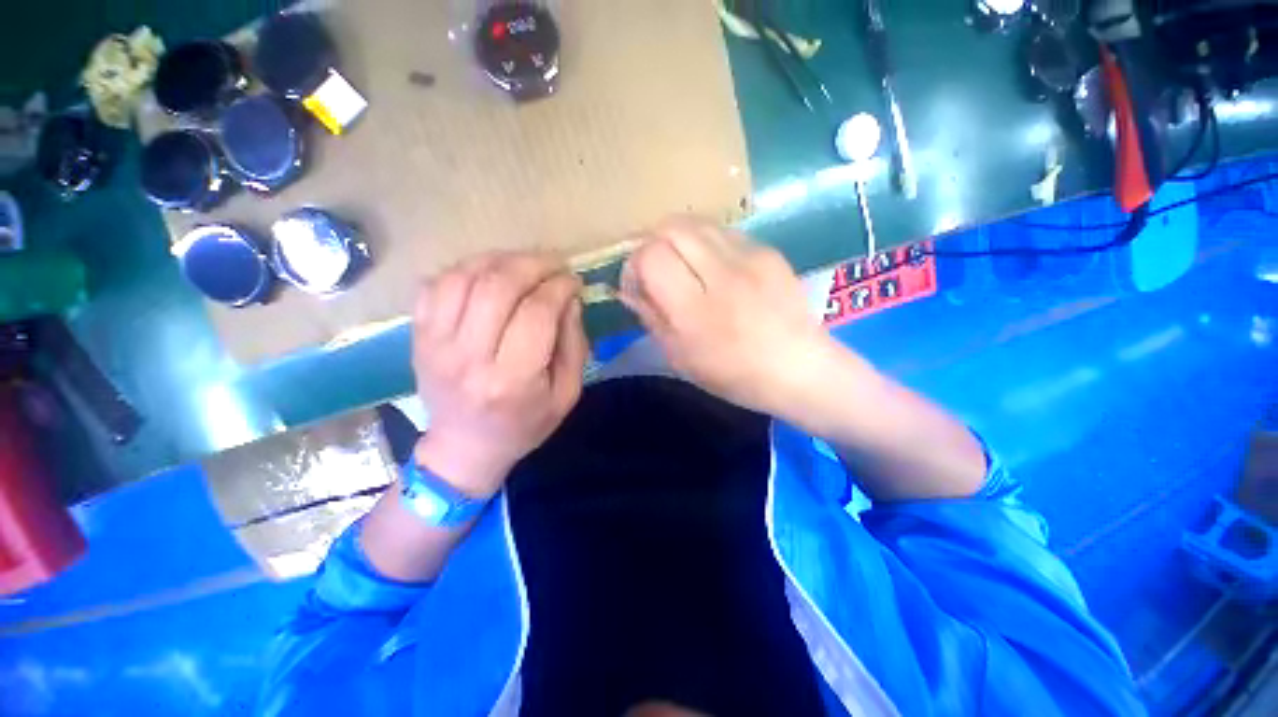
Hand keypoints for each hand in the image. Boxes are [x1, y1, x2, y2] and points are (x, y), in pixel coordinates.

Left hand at [412, 253, 587, 497]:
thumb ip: (574, 345)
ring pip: (464, 277)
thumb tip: (570, 299)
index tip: (574, 281)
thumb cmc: (524, 425)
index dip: (559, 287)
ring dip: (501, 259)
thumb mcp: (566, 394)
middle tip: (555, 264)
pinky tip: (489, 274)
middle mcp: (469, 357)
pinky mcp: (418, 335)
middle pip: (498, 286)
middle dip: (534, 264)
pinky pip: (436, 283)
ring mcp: (435, 343)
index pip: (537, 313)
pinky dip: (466, 268)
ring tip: (525, 264)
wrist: (464, 446)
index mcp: (512, 380)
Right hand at [619, 217, 838, 418]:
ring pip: (696, 222)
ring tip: (685, 268)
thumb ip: (651, 317)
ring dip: (679, 240)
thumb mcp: (679, 357)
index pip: (651, 256)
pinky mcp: (768, 250)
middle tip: (658, 270)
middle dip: (653, 243)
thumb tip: (630, 288)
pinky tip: (716, 270)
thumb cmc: (733, 375)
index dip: (634, 265)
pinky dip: (706, 245)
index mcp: (696, 311)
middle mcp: (723, 274)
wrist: (799, 369)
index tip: (639, 285)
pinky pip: (723, 232)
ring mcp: (750, 257)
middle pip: (671, 226)